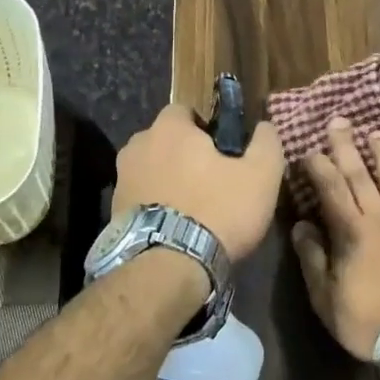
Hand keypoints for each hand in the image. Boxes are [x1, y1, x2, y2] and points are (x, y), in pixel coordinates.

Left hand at [112, 103, 284, 261]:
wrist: (168, 267)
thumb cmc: (218, 210)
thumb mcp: (261, 176)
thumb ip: (266, 143)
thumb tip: (263, 127)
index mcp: (169, 129)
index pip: (184, 111)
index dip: (205, 128)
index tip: (222, 152)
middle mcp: (137, 146)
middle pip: (164, 141)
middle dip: (183, 155)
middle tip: (210, 181)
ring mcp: (121, 180)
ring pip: (150, 170)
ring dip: (167, 181)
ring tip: (191, 209)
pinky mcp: (113, 212)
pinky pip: (140, 198)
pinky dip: (155, 206)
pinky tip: (174, 228)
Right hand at [291, 118, 379, 360]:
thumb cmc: (369, 321)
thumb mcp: (326, 298)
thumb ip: (313, 259)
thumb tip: (301, 226)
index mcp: (352, 232)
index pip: (331, 190)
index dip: (318, 167)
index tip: (308, 149)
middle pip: (362, 177)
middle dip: (347, 148)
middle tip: (340, 121)